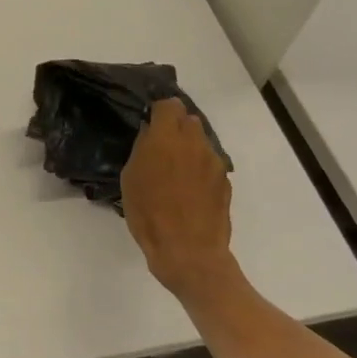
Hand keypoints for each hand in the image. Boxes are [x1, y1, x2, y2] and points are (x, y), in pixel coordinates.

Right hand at [122, 99, 237, 301]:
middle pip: (188, 119)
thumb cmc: (149, 214)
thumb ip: (142, 149)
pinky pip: (209, 163)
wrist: (189, 252)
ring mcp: (214, 162)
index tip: (148, 122)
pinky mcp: (225, 182)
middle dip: (175, 127)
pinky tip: (187, 190)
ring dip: (188, 147)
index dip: (158, 111)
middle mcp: (195, 144)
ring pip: (201, 141)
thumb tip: (150, 134)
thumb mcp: (131, 179)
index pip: (168, 105)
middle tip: (160, 146)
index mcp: (167, 138)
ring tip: (174, 170)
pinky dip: (199, 168)